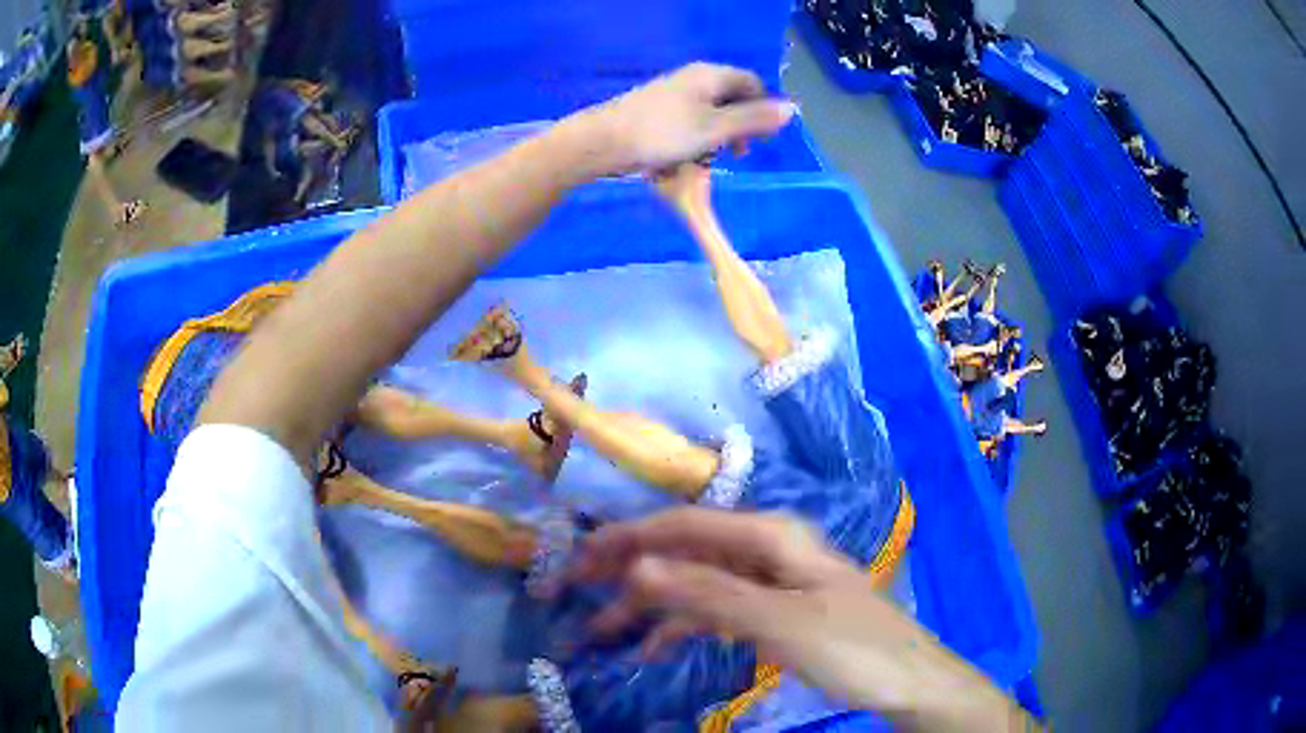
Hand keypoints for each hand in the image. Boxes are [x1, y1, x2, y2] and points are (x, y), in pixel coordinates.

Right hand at [570, 508, 1031, 731]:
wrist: (908, 681)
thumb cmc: (853, 647)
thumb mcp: (780, 621)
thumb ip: (709, 593)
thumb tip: (637, 566)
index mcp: (771, 537)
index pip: (685, 526)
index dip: (628, 539)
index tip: (578, 558)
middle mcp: (765, 551)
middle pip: (685, 553)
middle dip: (629, 571)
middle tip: (574, 591)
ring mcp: (769, 585)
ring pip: (694, 586)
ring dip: (648, 607)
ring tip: (599, 632)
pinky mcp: (772, 614)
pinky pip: (714, 613)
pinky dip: (680, 628)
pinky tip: (653, 648)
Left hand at [578, 63, 795, 174]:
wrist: (602, 142)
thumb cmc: (663, 133)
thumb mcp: (716, 128)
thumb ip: (754, 118)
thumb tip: (793, 108)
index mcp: (710, 75)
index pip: (752, 84)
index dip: (762, 110)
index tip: (759, 141)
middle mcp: (692, 79)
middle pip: (730, 101)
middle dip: (735, 130)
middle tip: (732, 156)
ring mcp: (671, 95)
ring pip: (707, 118)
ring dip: (711, 142)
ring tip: (700, 163)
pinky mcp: (654, 113)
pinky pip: (685, 128)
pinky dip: (688, 145)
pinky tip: (677, 164)